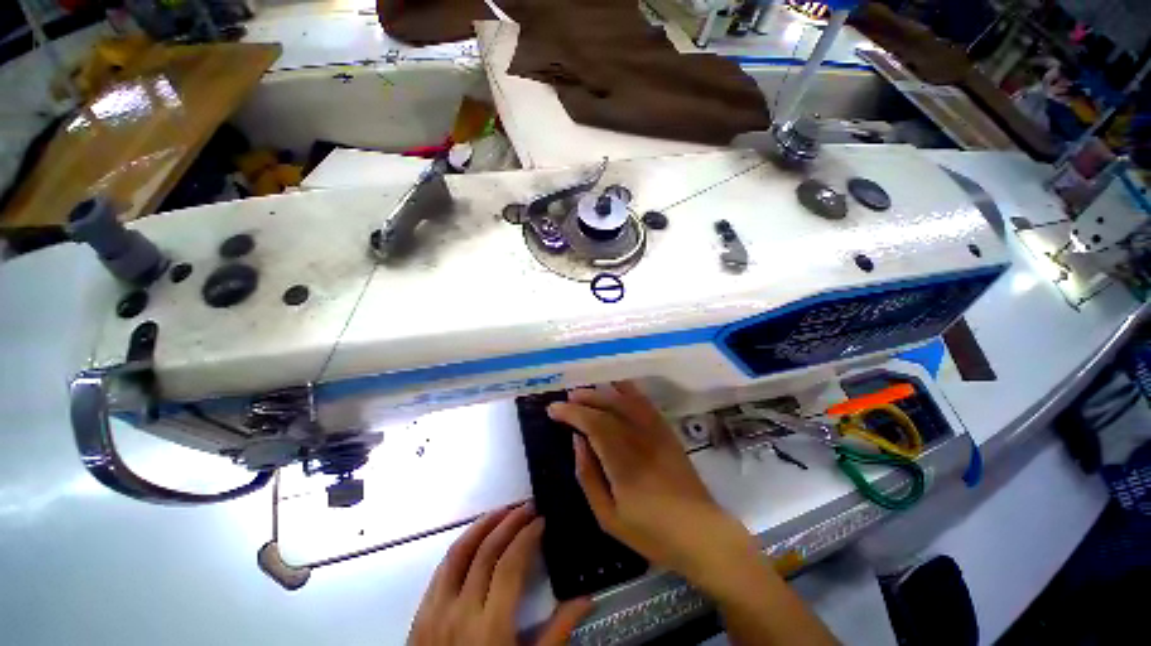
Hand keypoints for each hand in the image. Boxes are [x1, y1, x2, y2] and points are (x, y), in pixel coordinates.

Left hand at [408, 504, 590, 645]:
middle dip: (509, 522)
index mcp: (491, 626)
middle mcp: (461, 611)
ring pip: (458, 552)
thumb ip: (556, 632)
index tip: (540, 520)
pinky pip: (441, 568)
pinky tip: (474, 538)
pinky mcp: (420, 613)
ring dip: (482, 525)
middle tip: (527, 507)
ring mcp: (436, 610)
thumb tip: (587, 599)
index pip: (510, 564)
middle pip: (486, 551)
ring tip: (502, 511)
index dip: (527, 535)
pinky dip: (461, 545)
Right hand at [547, 382, 761, 593]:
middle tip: (566, 398)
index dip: (571, 412)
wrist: (700, 532)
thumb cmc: (650, 531)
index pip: (592, 423)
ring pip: (626, 399)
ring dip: (603, 391)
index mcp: (622, 460)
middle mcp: (639, 437)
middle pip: (608, 405)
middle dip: (584, 398)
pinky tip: (617, 387)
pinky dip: (629, 390)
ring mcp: (656, 431)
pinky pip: (645, 402)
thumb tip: (577, 441)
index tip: (553, 409)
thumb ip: (588, 475)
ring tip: (586, 391)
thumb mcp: (608, 516)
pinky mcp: (667, 430)